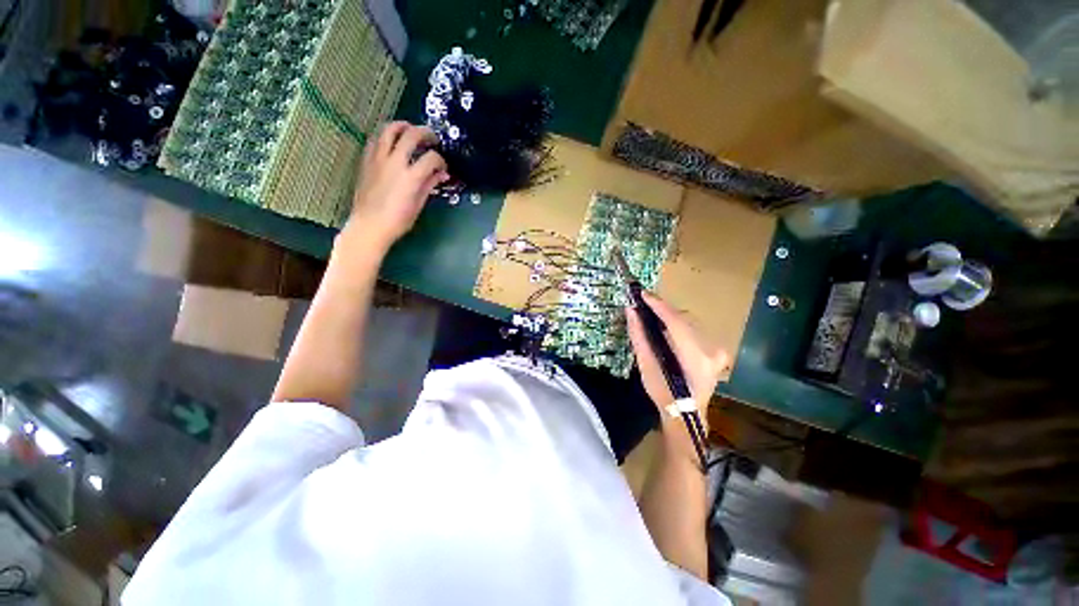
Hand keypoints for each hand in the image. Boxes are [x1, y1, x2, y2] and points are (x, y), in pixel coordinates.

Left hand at [343, 121, 448, 251]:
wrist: (369, 225)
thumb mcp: (418, 204)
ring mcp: (378, 159)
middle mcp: (395, 162)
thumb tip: (441, 174)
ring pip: (390, 130)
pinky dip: (386, 135)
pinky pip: (376, 139)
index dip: (441, 160)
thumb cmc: (398, 220)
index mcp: (411, 177)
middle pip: (412, 135)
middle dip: (426, 133)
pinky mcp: (367, 160)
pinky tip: (392, 141)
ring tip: (411, 129)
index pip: (431, 158)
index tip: (443, 167)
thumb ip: (429, 185)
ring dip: (403, 126)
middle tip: (432, 138)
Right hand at [626, 292, 729, 418]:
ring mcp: (717, 350)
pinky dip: (678, 326)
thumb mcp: (647, 365)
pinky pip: (694, 331)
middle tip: (644, 305)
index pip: (675, 321)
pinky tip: (666, 328)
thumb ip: (639, 336)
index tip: (642, 294)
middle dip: (662, 310)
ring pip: (689, 323)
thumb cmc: (663, 393)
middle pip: (683, 319)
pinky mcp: (717, 351)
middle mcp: (711, 350)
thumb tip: (631, 311)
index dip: (658, 305)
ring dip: (670, 318)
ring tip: (652, 315)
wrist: (685, 415)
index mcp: (695, 356)